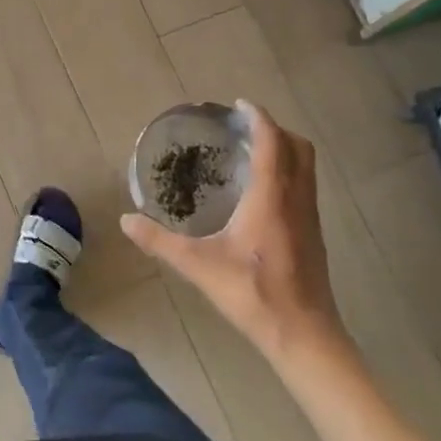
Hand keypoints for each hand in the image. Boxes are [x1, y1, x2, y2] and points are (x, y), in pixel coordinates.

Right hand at [121, 102, 347, 363]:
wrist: (303, 334)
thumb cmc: (252, 293)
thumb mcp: (198, 266)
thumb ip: (160, 241)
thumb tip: (126, 220)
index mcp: (271, 197)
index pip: (271, 142)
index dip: (258, 118)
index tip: (239, 105)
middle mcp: (296, 199)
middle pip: (298, 147)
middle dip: (274, 129)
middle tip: (243, 128)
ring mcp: (310, 216)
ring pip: (306, 167)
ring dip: (284, 150)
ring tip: (252, 152)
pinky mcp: (313, 233)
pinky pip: (305, 186)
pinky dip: (288, 172)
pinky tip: (262, 192)